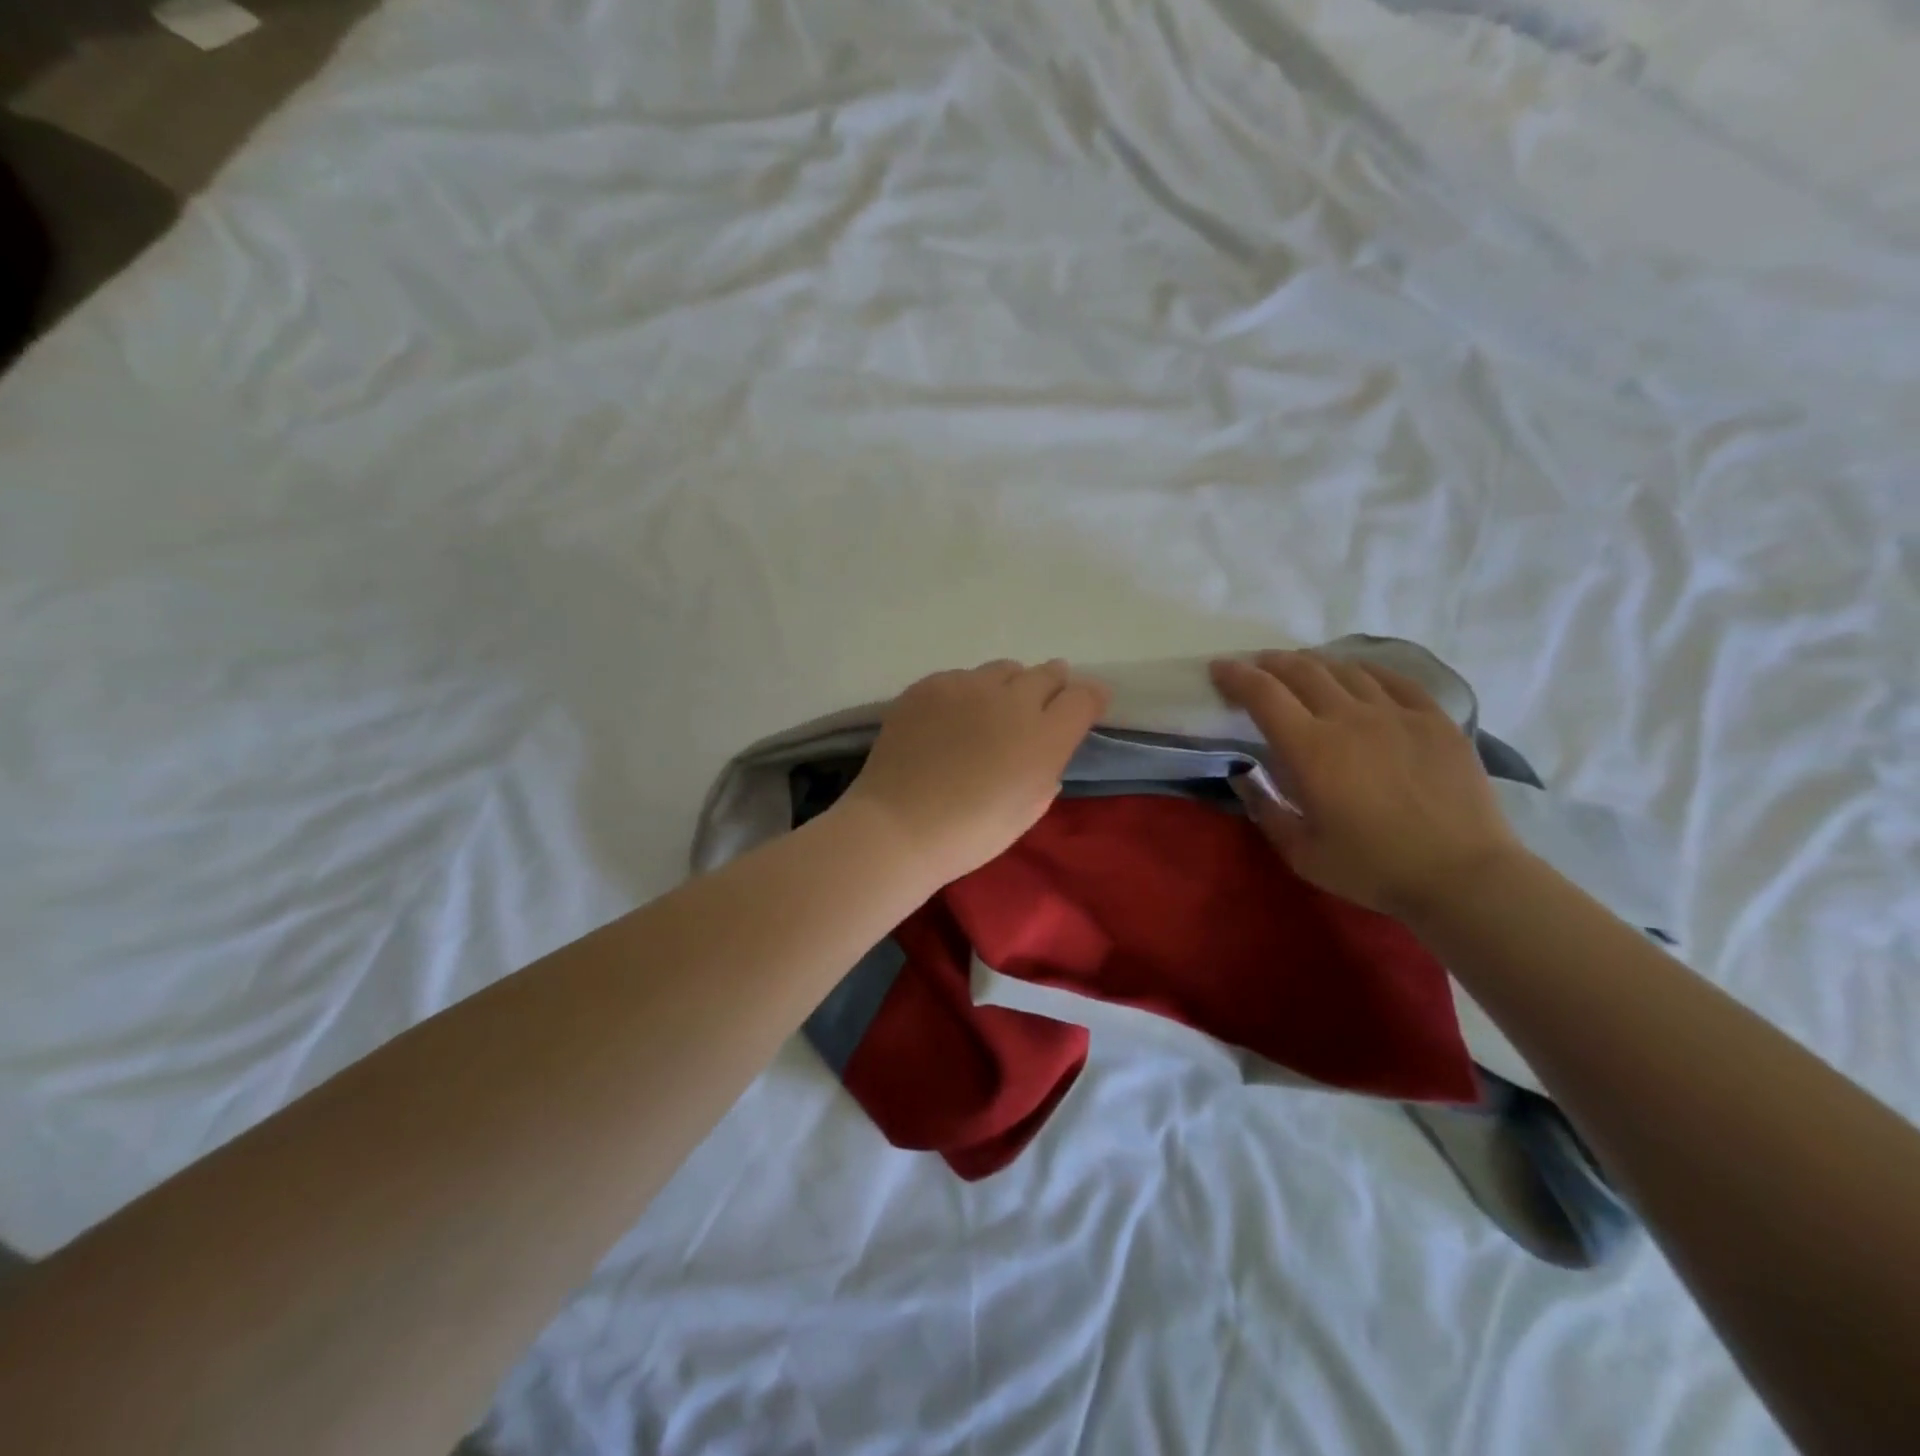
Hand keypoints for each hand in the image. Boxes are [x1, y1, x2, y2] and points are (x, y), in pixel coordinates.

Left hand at [841, 659, 1110, 886]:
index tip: (1085, 706)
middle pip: (1046, 673)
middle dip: (1052, 684)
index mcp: (1044, 736)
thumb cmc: (971, 833)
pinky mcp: (929, 685)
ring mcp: (967, 686)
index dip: (1090, 698)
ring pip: (1002, 670)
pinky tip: (951, 719)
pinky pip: (960, 677)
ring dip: (1008, 686)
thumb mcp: (1029, 809)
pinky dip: (966, 693)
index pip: (1084, 697)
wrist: (898, 826)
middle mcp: (1011, 699)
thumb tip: (1046, 748)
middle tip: (1042, 702)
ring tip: (992, 711)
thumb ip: (1048, 769)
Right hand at [1209, 650, 1524, 915]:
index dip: (1236, 676)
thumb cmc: (1372, 868)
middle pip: (1302, 671)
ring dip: (1315, 664)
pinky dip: (1366, 671)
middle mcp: (1349, 718)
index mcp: (1310, 749)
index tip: (1219, 668)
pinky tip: (1359, 675)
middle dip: (1271, 663)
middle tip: (1256, 666)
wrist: (1463, 876)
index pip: (1263, 694)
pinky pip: (1395, 680)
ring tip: (1303, 669)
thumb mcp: (1300, 852)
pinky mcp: (1435, 720)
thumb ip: (1265, 809)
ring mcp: (1397, 714)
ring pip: (1346, 670)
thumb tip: (1243, 776)